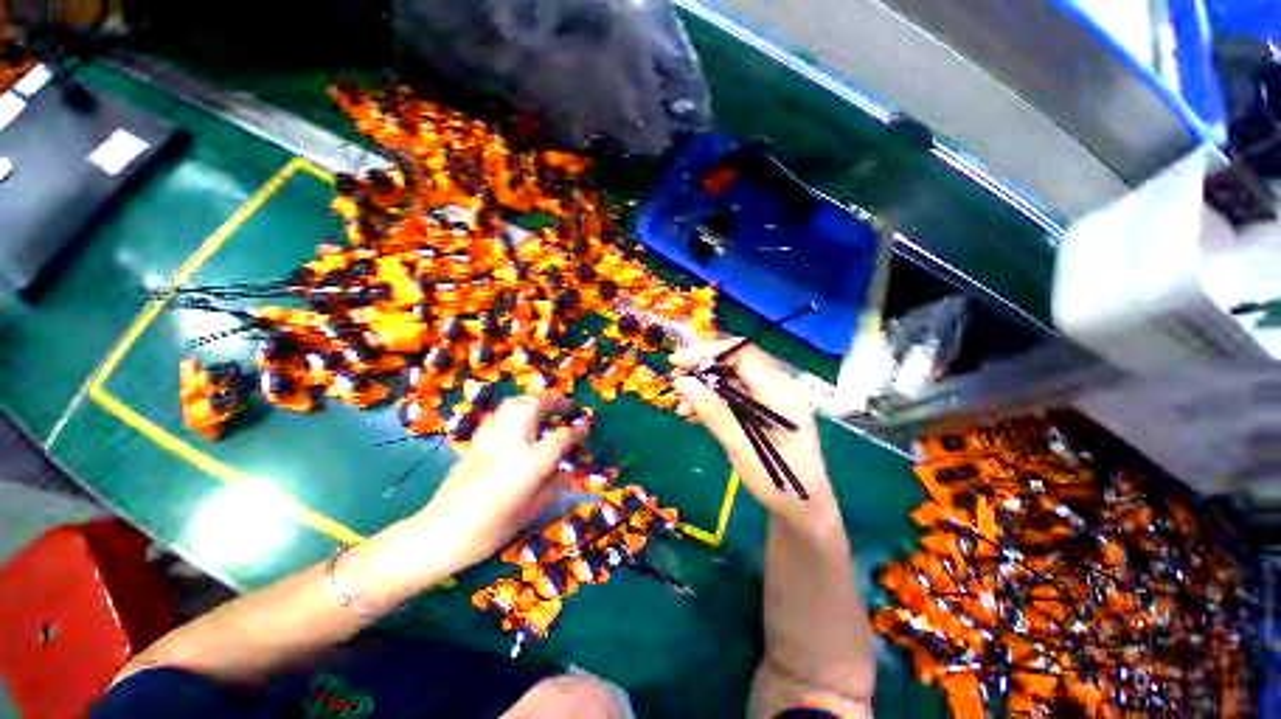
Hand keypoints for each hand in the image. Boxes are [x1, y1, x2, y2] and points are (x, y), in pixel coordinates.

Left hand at [411, 393, 588, 570]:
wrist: (440, 533)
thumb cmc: (491, 529)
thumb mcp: (532, 511)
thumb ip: (553, 483)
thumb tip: (564, 466)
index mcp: (531, 463)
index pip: (562, 437)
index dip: (578, 431)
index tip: (586, 428)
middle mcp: (512, 442)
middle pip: (535, 405)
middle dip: (555, 400)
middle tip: (567, 405)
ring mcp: (492, 438)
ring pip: (514, 403)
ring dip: (534, 400)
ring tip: (545, 407)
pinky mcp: (476, 440)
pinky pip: (499, 414)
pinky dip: (514, 409)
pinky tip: (518, 419)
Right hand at [670, 341, 836, 531]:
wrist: (802, 510)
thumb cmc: (779, 483)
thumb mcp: (742, 448)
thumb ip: (713, 412)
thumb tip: (683, 383)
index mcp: (782, 391)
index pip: (743, 354)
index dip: (708, 352)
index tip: (677, 362)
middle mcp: (778, 386)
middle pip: (735, 362)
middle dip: (702, 369)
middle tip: (675, 383)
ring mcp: (770, 397)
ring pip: (730, 378)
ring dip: (703, 388)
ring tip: (681, 406)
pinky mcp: (761, 409)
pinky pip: (732, 395)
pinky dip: (710, 401)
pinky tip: (692, 414)